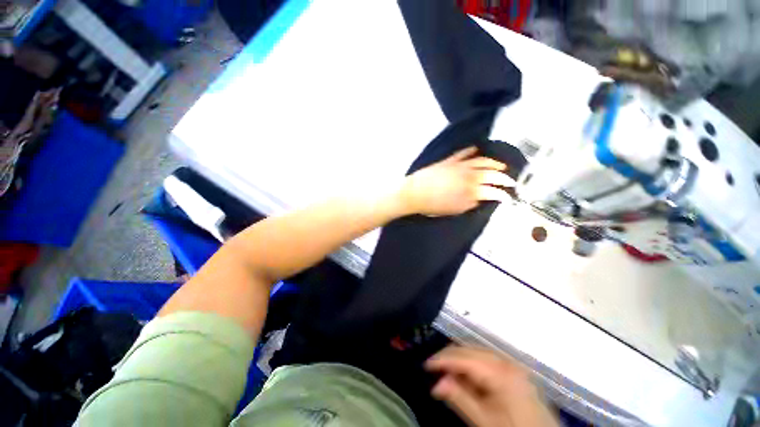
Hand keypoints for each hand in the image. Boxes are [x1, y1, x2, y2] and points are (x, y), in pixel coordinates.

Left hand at [399, 147, 513, 216]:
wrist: (414, 193)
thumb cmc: (433, 206)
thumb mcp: (454, 210)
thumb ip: (470, 204)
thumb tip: (480, 198)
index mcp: (471, 191)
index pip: (493, 191)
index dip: (503, 195)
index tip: (509, 197)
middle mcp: (469, 175)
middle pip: (492, 174)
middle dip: (504, 178)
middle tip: (511, 181)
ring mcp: (459, 165)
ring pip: (482, 161)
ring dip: (493, 163)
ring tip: (501, 165)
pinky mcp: (449, 160)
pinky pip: (463, 153)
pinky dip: (471, 151)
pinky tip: (477, 149)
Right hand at [425, 346, 558, 426]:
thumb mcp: (486, 421)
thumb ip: (460, 399)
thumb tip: (437, 383)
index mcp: (500, 372)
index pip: (463, 357)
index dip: (442, 359)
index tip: (426, 365)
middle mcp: (505, 361)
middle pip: (469, 350)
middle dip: (449, 359)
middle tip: (435, 373)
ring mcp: (511, 364)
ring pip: (476, 353)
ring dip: (460, 361)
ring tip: (448, 376)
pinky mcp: (513, 370)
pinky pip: (486, 360)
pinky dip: (472, 366)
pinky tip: (467, 378)